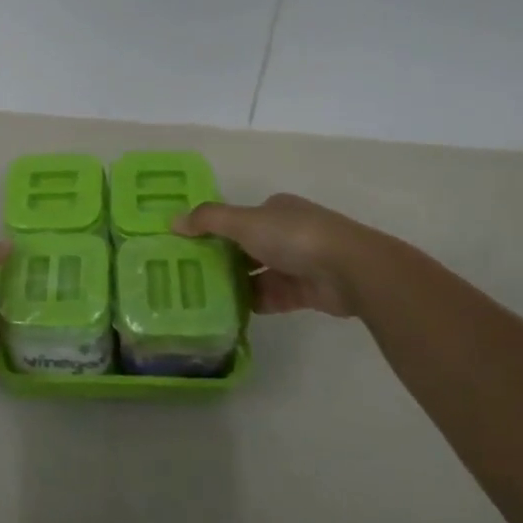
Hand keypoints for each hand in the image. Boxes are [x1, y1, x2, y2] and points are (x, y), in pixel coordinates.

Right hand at [174, 194, 401, 319]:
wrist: (350, 269)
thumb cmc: (294, 236)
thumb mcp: (244, 222)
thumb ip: (208, 221)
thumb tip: (172, 221)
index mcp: (275, 210)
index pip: (239, 219)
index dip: (215, 230)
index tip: (189, 246)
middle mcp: (287, 233)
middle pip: (247, 247)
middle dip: (223, 259)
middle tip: (190, 275)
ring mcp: (299, 263)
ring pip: (258, 274)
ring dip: (236, 284)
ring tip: (203, 297)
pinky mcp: (306, 291)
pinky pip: (272, 297)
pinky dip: (253, 303)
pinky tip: (229, 313)